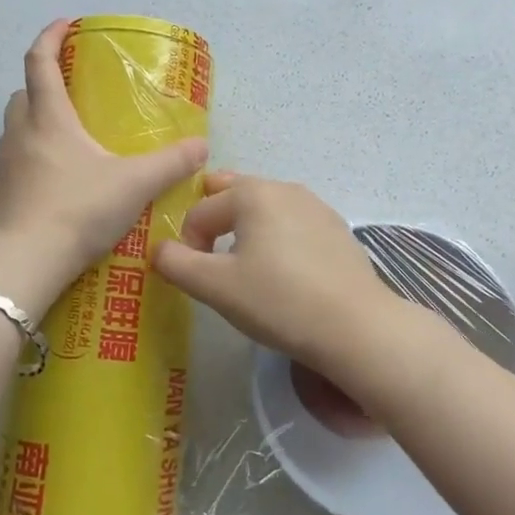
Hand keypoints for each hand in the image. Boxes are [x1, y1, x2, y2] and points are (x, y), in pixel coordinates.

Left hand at [0, 20, 208, 301]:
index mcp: (48, 118)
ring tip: (68, 144)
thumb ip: (171, 163)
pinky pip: (13, 166)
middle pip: (22, 95)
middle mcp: (19, 134)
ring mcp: (1, 167)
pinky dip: (31, 163)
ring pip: (15, 131)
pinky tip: (55, 187)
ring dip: (35, 126)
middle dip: (43, 85)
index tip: (65, 24)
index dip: (50, 37)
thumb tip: (202, 147)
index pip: (39, 62)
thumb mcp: (134, 184)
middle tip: (72, 94)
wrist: (24, 263)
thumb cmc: (78, 209)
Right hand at [153, 173, 410, 384]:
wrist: (356, 326)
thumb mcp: (216, 286)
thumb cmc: (278, 300)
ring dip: (246, 228)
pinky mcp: (336, 229)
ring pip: (265, 207)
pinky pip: (292, 223)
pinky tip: (283, 272)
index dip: (187, 242)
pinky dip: (277, 237)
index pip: (200, 210)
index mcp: (252, 194)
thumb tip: (158, 250)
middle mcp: (284, 188)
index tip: (194, 276)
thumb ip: (177, 264)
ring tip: (244, 263)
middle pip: (234, 193)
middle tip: (210, 254)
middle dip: (214, 219)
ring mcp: (315, 206)